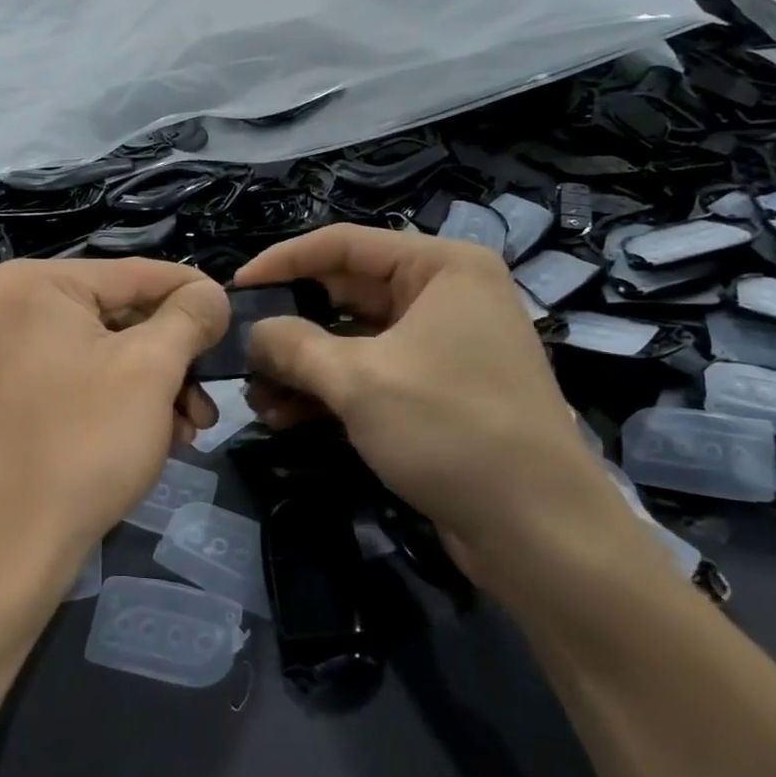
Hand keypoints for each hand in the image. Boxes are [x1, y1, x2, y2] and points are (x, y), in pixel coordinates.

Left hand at [0, 258, 228, 601]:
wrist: (3, 553)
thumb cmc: (83, 444)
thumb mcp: (152, 369)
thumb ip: (189, 317)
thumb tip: (211, 292)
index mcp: (29, 283)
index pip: (131, 273)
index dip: (190, 292)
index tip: (230, 313)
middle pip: (112, 315)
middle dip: (169, 359)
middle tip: (206, 397)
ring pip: (93, 352)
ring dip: (147, 386)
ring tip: (186, 429)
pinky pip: (66, 379)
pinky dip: (110, 400)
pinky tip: (148, 437)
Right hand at [233, 224, 633, 591]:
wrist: (540, 532)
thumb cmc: (451, 429)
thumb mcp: (359, 380)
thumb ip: (294, 346)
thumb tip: (253, 333)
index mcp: (441, 267)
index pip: (344, 244)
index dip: (283, 262)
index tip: (235, 289)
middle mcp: (445, 295)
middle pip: (346, 292)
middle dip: (291, 325)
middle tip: (240, 349)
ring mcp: (442, 344)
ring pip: (354, 338)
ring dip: (304, 365)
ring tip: (256, 395)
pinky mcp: (436, 390)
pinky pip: (371, 373)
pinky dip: (330, 390)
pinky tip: (285, 417)